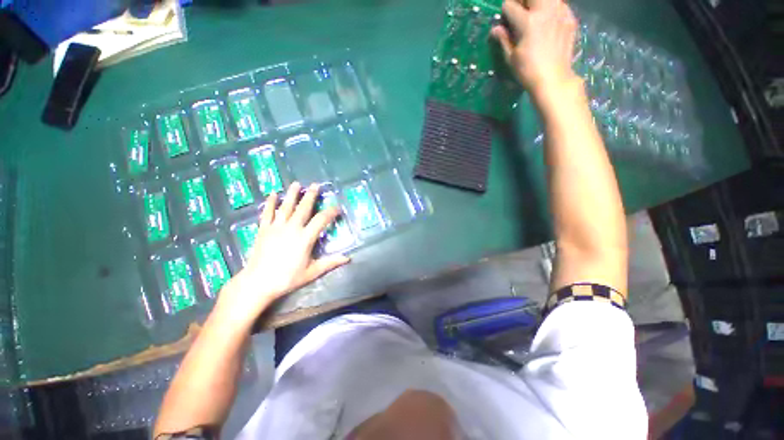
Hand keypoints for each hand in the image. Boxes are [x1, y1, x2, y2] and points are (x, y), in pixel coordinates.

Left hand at [216, 182, 349, 323]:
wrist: (258, 282)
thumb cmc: (287, 278)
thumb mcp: (312, 272)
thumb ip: (330, 263)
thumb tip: (348, 258)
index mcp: (305, 238)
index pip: (321, 220)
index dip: (331, 212)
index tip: (337, 208)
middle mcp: (292, 228)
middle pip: (303, 208)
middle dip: (311, 196)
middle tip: (316, 185)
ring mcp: (276, 227)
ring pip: (286, 207)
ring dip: (292, 195)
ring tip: (297, 184)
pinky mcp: (263, 230)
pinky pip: (267, 213)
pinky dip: (270, 203)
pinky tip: (273, 194)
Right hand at [491, 0, 578, 101]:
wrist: (554, 78)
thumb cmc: (528, 71)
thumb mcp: (511, 58)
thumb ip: (503, 39)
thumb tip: (495, 28)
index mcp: (527, 22)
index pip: (510, 5)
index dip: (505, 12)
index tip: (505, 21)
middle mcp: (545, 11)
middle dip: (522, 1)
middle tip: (520, 13)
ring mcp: (560, 12)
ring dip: (538, 4)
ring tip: (535, 16)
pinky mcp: (570, 17)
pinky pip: (559, 4)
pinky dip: (552, 8)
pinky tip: (549, 21)